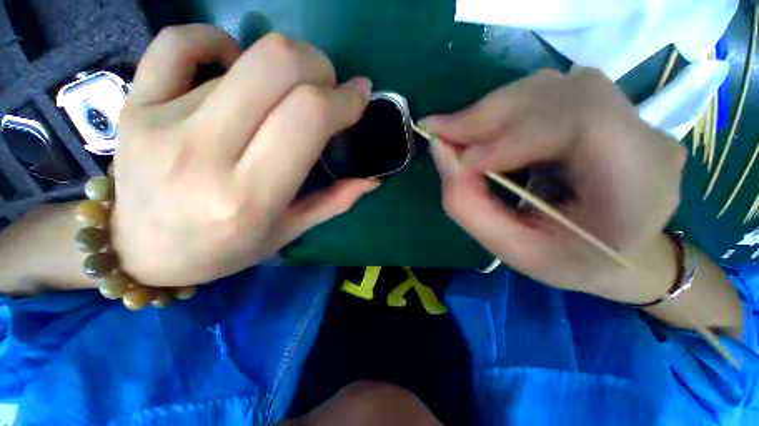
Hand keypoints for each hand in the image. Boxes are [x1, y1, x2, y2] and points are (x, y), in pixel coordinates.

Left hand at [112, 25, 377, 286]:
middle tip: (327, 87)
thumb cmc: (222, 250)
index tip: (360, 96)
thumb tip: (372, 179)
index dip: (345, 98)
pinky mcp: (134, 103)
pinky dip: (218, 41)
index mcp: (250, 195)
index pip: (309, 116)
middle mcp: (204, 152)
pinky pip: (179, 43)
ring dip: (284, 66)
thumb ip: (335, 202)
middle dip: (319, 66)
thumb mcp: (288, 233)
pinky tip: (233, 64)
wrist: (139, 251)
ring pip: (244, 58)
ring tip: (287, 91)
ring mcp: (160, 120)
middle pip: (277, 65)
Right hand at [423, 69, 686, 300]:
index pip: (584, 125)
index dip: (512, 135)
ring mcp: (628, 116)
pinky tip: (481, 133)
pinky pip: (546, 95)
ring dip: (492, 111)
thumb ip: (469, 206)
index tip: (461, 160)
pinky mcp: (605, 110)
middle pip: (561, 94)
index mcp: (640, 188)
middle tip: (439, 133)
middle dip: (488, 116)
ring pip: (549, 88)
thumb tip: (440, 151)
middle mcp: (644, 138)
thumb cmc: (570, 262)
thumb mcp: (514, 251)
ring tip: (455, 134)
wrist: (619, 254)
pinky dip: (502, 111)